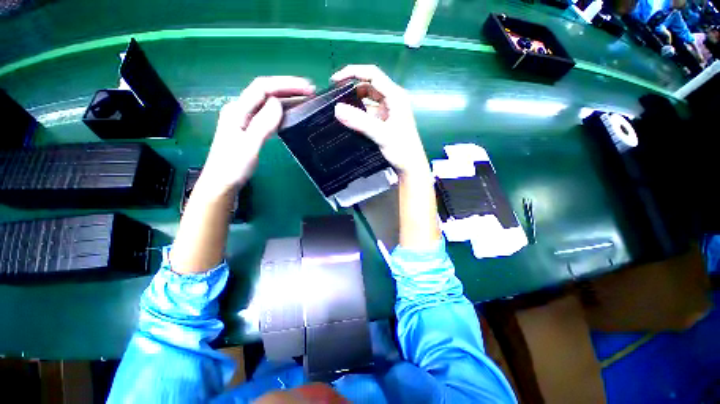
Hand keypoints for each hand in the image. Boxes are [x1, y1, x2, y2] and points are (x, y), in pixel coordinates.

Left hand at [199, 76, 314, 193]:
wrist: (222, 183)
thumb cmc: (233, 167)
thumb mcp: (249, 145)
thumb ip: (262, 123)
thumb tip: (278, 103)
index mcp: (238, 110)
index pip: (262, 88)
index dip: (285, 84)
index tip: (307, 88)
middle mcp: (241, 110)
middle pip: (266, 92)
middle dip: (288, 89)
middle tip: (311, 92)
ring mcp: (246, 120)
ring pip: (268, 103)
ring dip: (287, 99)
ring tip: (306, 101)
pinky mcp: (251, 129)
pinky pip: (269, 115)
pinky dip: (283, 112)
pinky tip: (292, 114)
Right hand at [331, 65, 429, 175]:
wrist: (410, 167)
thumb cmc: (402, 150)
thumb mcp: (381, 135)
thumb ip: (360, 121)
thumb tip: (337, 108)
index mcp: (395, 96)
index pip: (373, 74)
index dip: (353, 72)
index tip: (335, 80)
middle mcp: (392, 100)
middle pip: (369, 85)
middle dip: (352, 88)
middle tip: (335, 97)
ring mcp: (388, 111)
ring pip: (368, 100)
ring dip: (355, 102)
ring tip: (339, 109)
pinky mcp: (385, 121)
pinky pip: (369, 113)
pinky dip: (359, 114)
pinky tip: (349, 120)